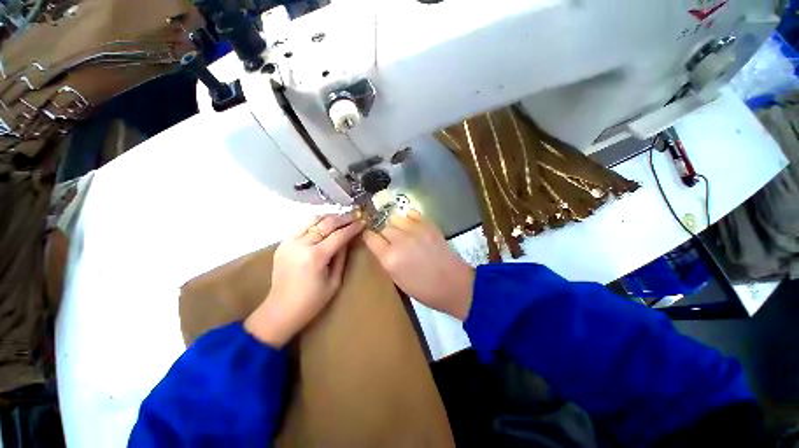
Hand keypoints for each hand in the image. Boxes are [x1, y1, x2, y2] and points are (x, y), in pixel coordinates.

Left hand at [245, 213, 364, 346]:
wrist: (281, 310)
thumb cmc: (312, 301)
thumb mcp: (335, 281)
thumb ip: (342, 256)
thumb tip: (349, 238)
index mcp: (316, 257)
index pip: (339, 235)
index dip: (353, 227)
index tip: (363, 222)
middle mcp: (301, 245)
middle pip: (326, 223)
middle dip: (343, 218)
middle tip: (355, 215)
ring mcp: (289, 242)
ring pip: (312, 220)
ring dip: (329, 217)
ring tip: (341, 218)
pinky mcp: (282, 244)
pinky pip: (301, 225)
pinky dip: (314, 222)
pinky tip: (323, 224)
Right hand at [362, 209, 474, 319]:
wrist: (453, 283)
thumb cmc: (424, 289)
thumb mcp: (397, 280)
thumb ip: (386, 260)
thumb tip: (381, 246)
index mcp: (389, 258)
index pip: (370, 238)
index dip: (369, 237)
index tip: (371, 238)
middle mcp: (399, 241)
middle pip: (383, 228)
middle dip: (384, 234)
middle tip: (392, 242)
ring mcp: (415, 230)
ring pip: (395, 218)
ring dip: (396, 225)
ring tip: (403, 233)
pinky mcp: (428, 225)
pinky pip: (412, 213)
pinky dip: (409, 218)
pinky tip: (413, 226)